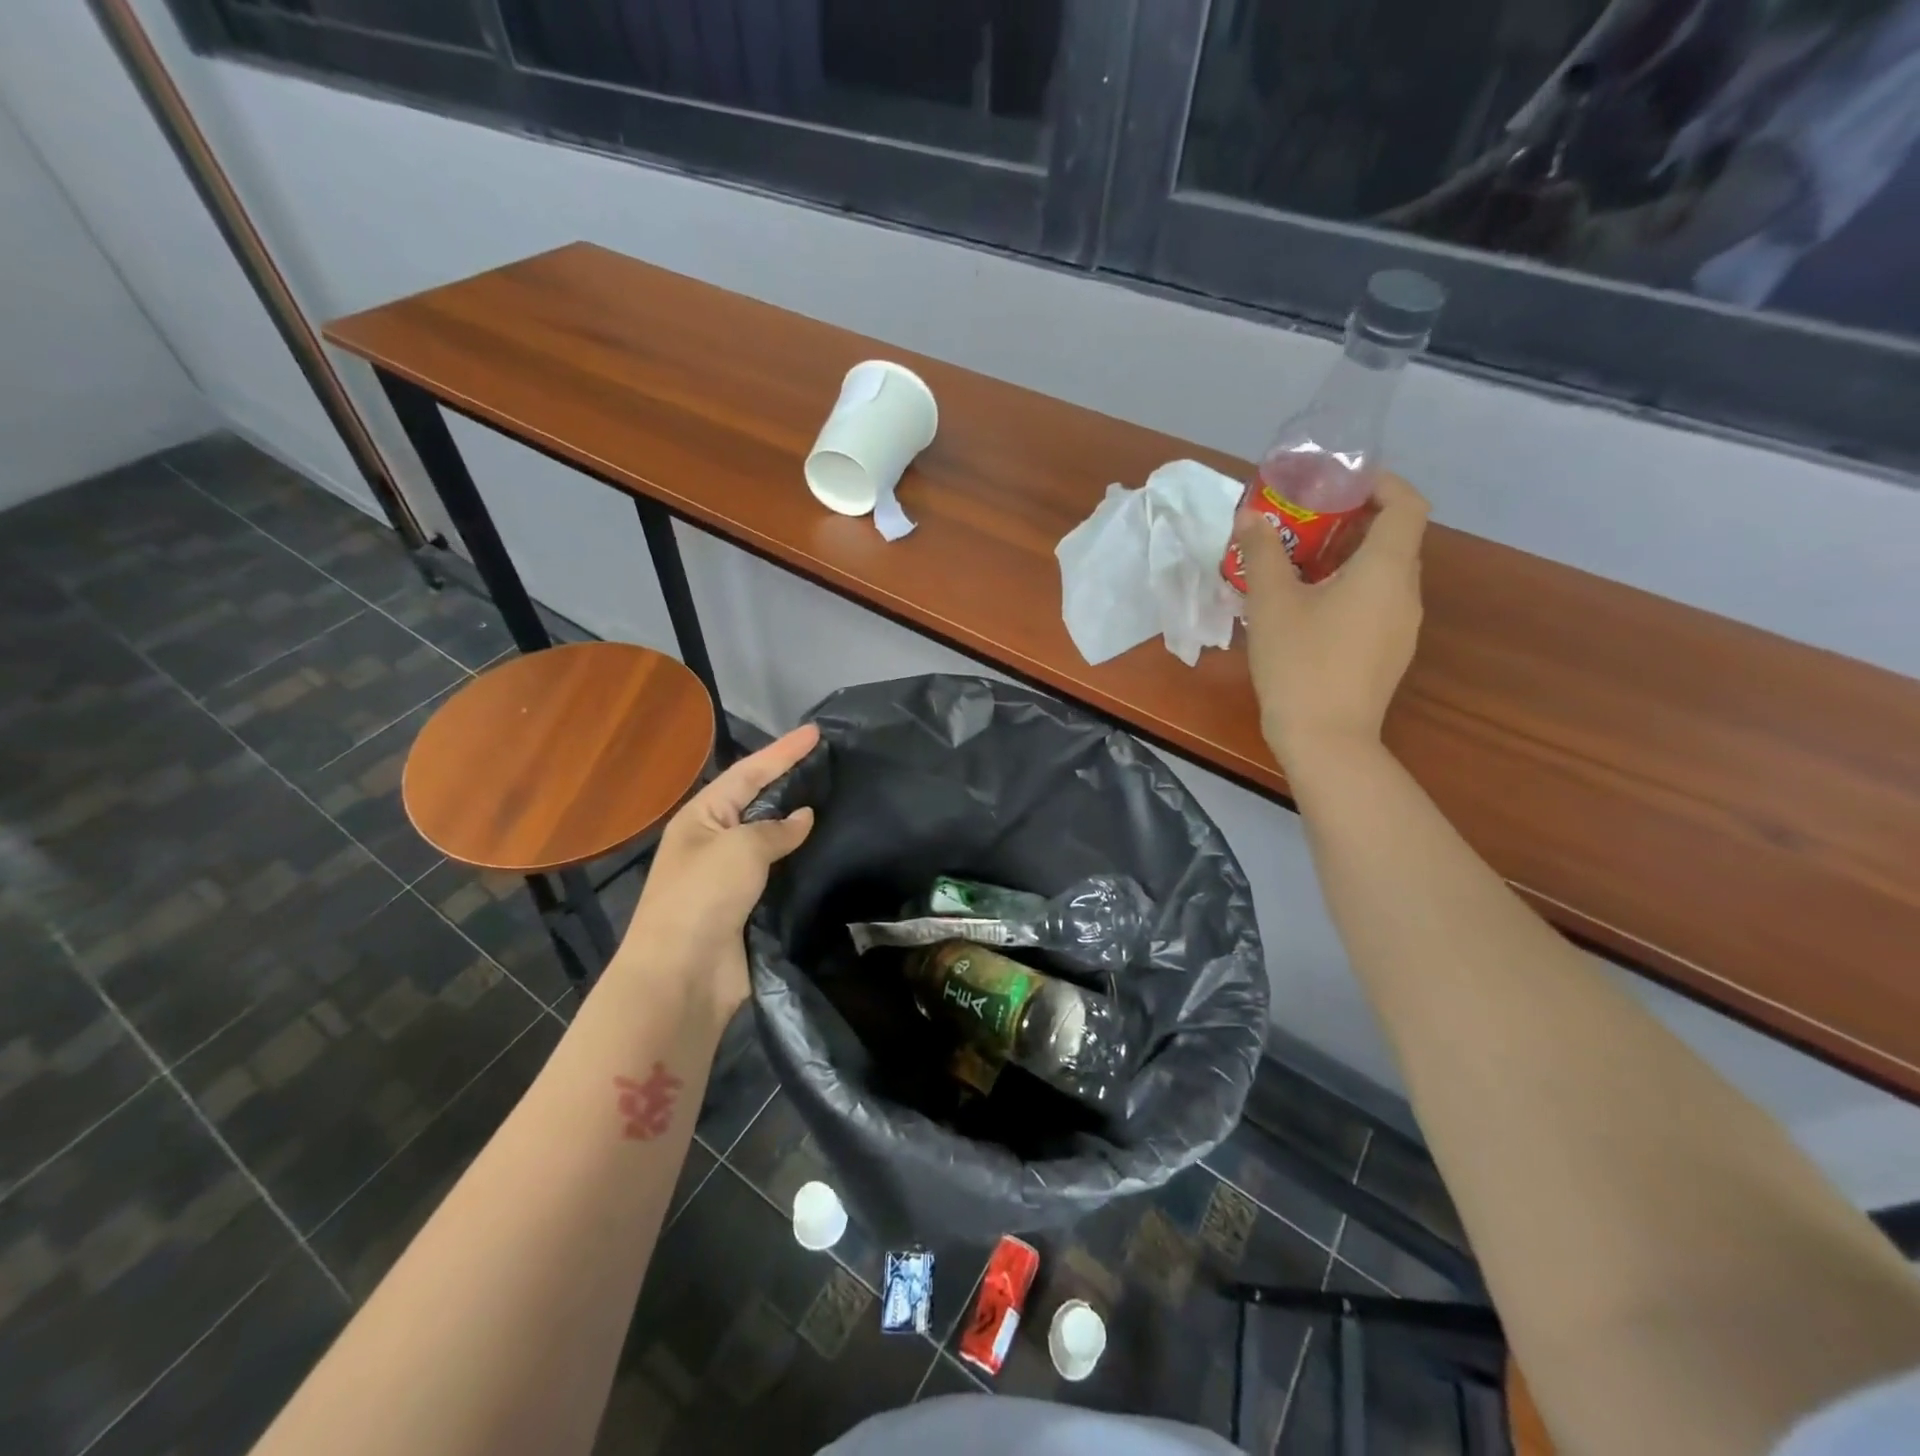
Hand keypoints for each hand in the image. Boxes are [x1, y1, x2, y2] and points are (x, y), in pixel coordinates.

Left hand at [619, 724, 818, 1019]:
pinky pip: (780, 873)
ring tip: (836, 802)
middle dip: (791, 782)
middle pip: (759, 802)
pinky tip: (828, 851)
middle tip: (830, 764)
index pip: (749, 773)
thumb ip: (776, 829)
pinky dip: (802, 860)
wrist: (682, 976)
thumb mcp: (740, 849)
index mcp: (702, 817)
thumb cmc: (702, 897)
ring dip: (799, 824)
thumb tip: (804, 817)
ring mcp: (730, 876)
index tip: (816, 732)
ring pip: (772, 839)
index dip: (783, 751)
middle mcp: (714, 841)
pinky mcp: (749, 907)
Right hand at [1236, 471, 1428, 774]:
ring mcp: (1402, 627)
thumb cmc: (1300, 663)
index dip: (1381, 484)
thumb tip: (1250, 517)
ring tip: (1299, 568)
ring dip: (1347, 560)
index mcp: (1385, 570)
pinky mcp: (1389, 654)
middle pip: (1393, 539)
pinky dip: (1350, 591)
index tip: (1340, 483)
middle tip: (1304, 524)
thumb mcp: (1271, 604)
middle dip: (1352, 522)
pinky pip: (1376, 605)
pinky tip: (1309, 612)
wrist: (1325, 739)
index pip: (1407, 505)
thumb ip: (1262, 553)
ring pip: (1382, 575)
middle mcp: (1405, 593)